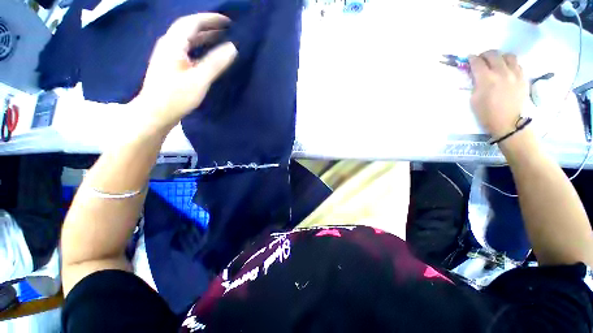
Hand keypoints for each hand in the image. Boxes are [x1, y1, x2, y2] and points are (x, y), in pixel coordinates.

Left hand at [133, 13, 236, 129]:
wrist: (155, 113)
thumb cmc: (176, 96)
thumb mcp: (199, 79)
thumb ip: (216, 62)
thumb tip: (233, 47)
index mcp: (173, 43)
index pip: (192, 22)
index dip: (210, 19)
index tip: (228, 21)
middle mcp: (168, 44)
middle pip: (189, 28)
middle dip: (208, 26)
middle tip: (227, 29)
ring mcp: (168, 55)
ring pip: (187, 39)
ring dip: (204, 37)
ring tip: (220, 39)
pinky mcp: (170, 66)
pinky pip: (187, 50)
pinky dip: (199, 48)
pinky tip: (207, 54)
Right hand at [469, 50, 527, 137]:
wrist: (508, 122)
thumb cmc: (486, 113)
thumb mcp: (474, 99)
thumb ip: (475, 84)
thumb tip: (476, 74)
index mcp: (486, 79)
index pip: (477, 62)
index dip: (472, 59)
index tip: (469, 58)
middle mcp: (501, 72)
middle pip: (493, 54)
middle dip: (485, 54)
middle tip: (481, 58)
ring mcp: (515, 74)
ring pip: (507, 56)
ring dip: (499, 56)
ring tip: (496, 62)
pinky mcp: (523, 77)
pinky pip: (517, 64)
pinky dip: (509, 63)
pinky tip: (506, 69)